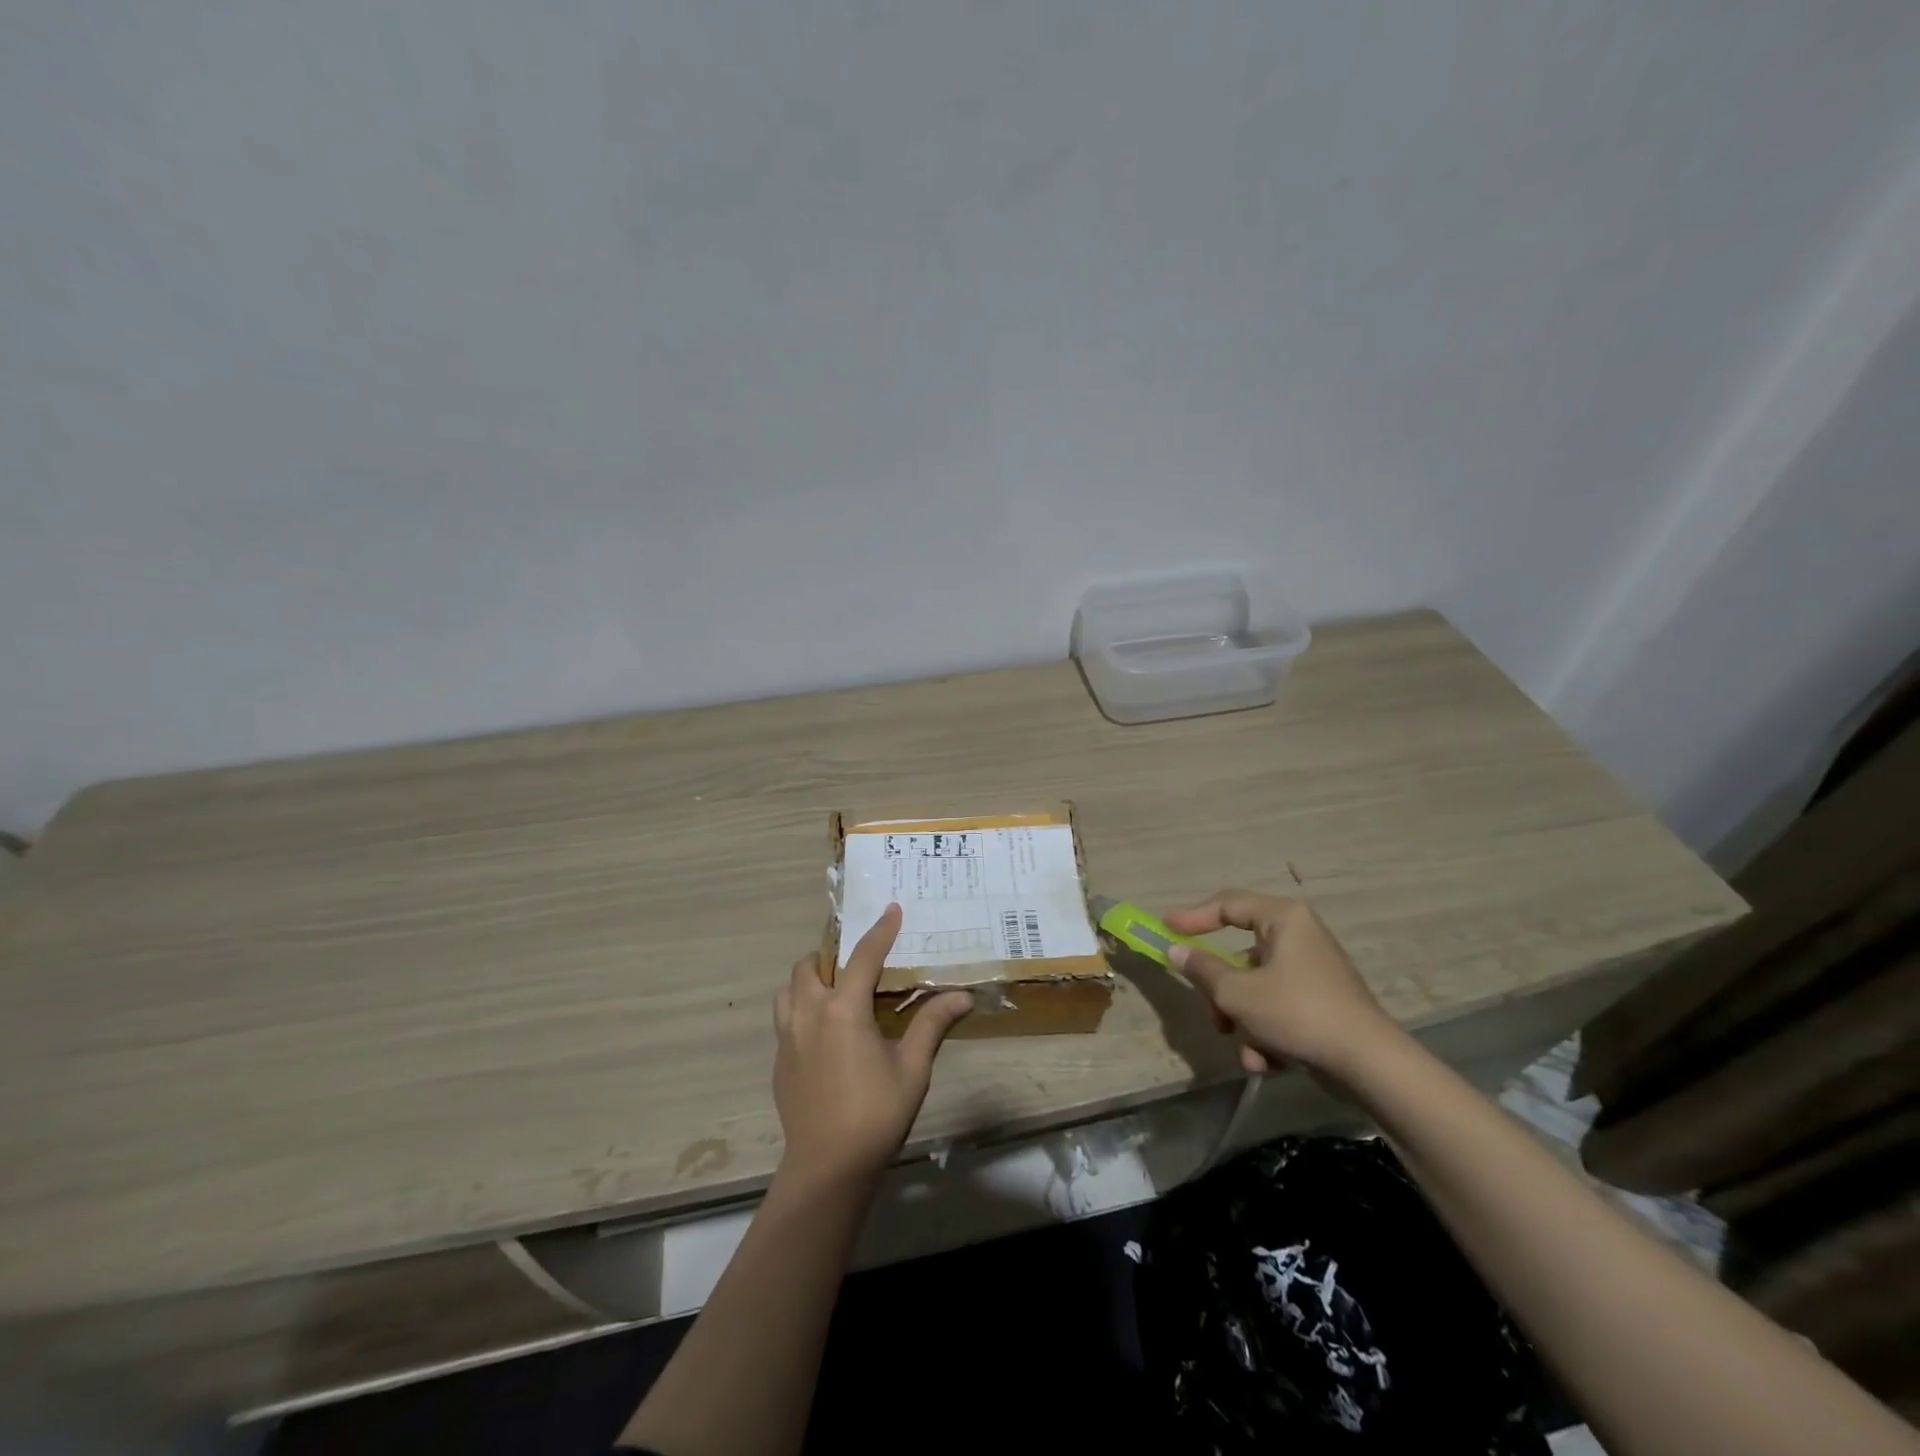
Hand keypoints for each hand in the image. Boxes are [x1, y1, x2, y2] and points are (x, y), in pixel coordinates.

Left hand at [774, 904, 972, 1187]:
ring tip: (834, 994)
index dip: (880, 930)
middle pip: (809, 966)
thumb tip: (962, 996)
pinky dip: (800, 1011)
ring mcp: (787, 1038)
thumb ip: (932, 1024)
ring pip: (788, 991)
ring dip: (808, 982)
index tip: (892, 909)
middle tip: (857, 966)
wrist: (827, 1168)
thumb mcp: (913, 1068)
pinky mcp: (778, 1062)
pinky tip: (823, 1035)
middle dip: (831, 956)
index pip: (863, 956)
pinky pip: (784, 1019)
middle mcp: (809, 1014)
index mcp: (843, 1010)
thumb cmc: (875, 1113)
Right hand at [1164, 889, 1400, 1078]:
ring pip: (1256, 987)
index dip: (1193, 916)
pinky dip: (1267, 1033)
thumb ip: (1202, 968)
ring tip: (1246, 1048)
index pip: (1228, 905)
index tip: (1165, 928)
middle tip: (1211, 1012)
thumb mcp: (1238, 992)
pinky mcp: (1321, 1003)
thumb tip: (1176, 951)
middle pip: (1240, 954)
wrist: (1369, 1064)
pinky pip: (1279, 1008)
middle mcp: (1300, 936)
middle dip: (1222, 991)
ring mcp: (1313, 971)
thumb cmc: (1298, 1012)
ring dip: (1243, 1018)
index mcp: (1283, 919)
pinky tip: (1268, 1061)